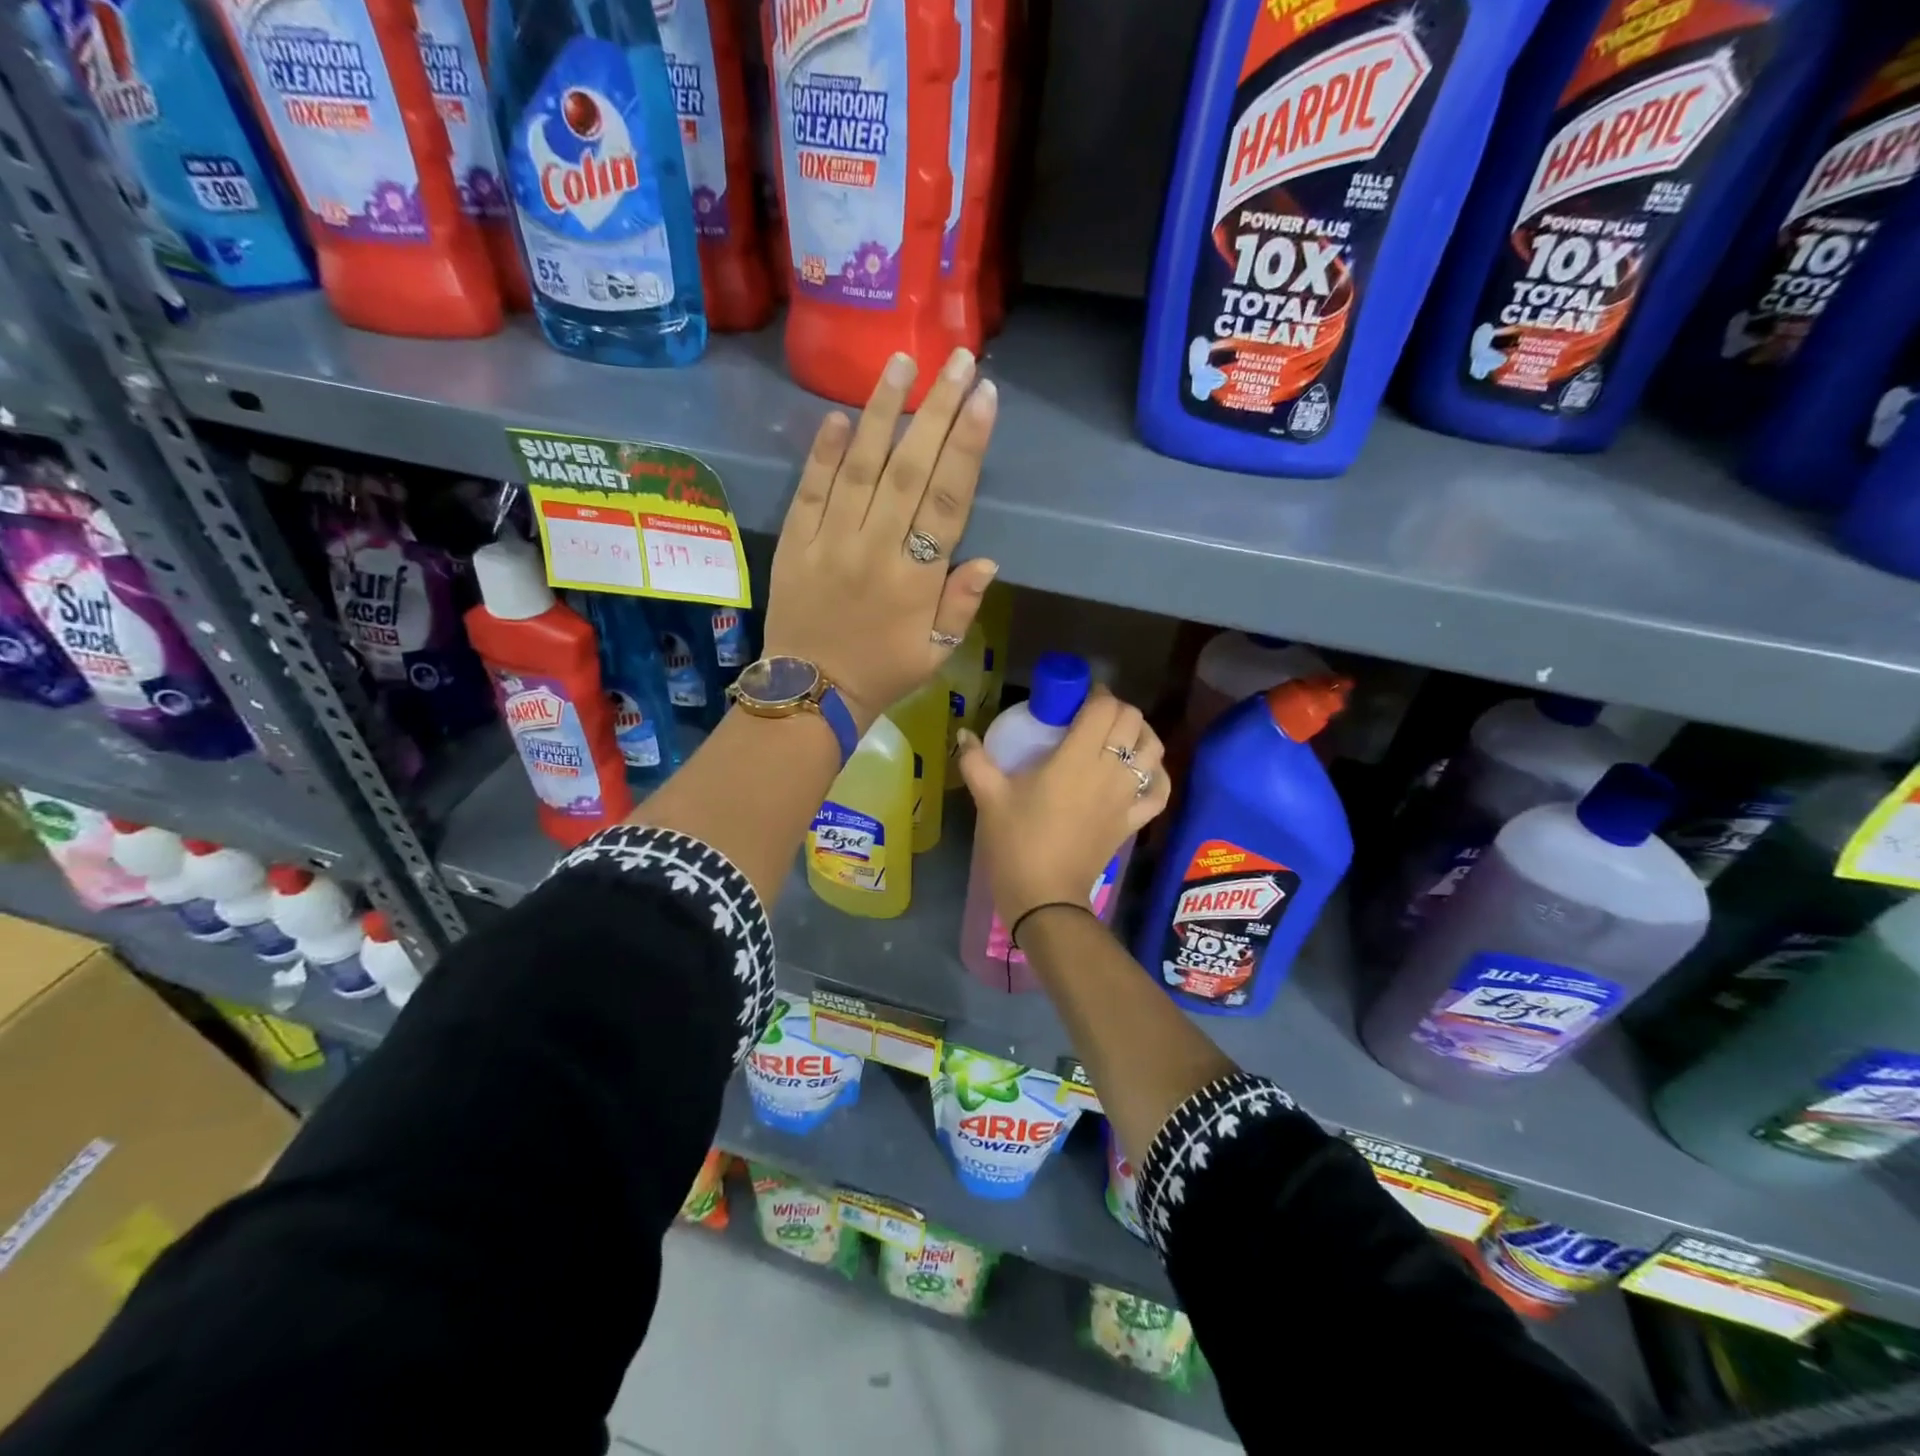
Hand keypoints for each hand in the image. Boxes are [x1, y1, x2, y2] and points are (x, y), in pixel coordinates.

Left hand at [764, 349, 1000, 728]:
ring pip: (860, 467)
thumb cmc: (882, 673)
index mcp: (916, 580)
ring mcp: (831, 541)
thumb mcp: (936, 654)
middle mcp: (875, 550)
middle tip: (957, 360)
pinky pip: (810, 489)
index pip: (949, 500)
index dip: (968, 446)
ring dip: (883, 412)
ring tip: (902, 363)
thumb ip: (961, 604)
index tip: (985, 397)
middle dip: (936, 410)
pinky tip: (841, 415)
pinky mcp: (796, 541)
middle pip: (910, 469)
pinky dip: (824, 452)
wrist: (809, 693)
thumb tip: (988, 557)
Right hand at [955, 686, 1172, 925]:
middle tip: (1092, 715)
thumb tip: (963, 733)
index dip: (1097, 694)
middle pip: (1132, 721)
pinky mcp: (1133, 821)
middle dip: (1116, 709)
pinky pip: (1159, 791)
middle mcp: (1109, 770)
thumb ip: (975, 760)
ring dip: (1140, 734)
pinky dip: (1156, 775)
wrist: (1044, 896)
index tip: (1079, 697)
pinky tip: (1143, 770)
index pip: (1104, 709)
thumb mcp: (989, 797)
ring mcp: (1126, 797)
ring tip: (1118, 736)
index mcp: (1076, 758)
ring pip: (1153, 750)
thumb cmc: (1016, 842)